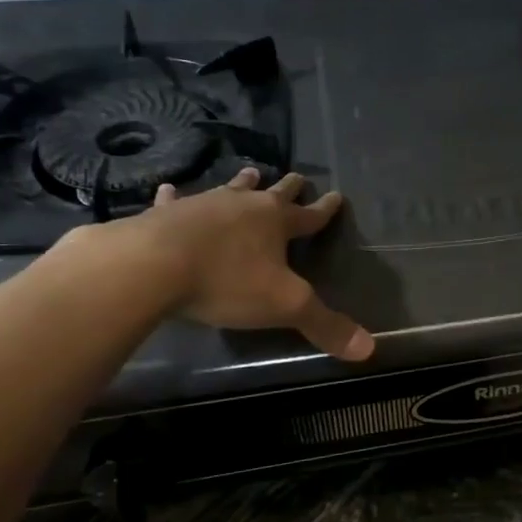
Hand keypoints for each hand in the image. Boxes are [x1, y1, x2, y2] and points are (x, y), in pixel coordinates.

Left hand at [97, 167, 373, 360]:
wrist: (152, 266)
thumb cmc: (227, 282)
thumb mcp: (285, 307)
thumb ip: (325, 325)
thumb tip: (369, 349)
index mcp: (277, 224)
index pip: (310, 216)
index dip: (325, 210)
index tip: (337, 196)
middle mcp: (244, 207)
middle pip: (273, 193)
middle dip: (288, 188)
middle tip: (298, 175)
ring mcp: (203, 206)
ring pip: (230, 189)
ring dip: (242, 183)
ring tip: (251, 171)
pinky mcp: (165, 214)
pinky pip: (175, 201)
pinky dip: (176, 197)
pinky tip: (170, 191)